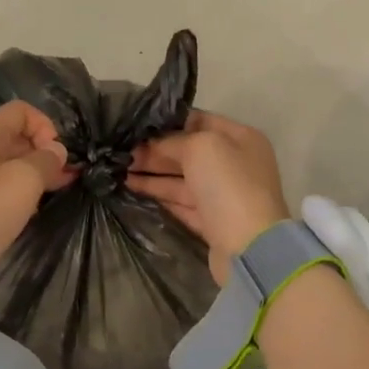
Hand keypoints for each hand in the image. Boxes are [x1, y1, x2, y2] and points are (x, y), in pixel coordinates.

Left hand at [0, 100, 72, 265]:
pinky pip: (2, 186)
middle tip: (66, 175)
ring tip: (59, 189)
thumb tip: (56, 151)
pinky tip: (36, 206)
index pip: (21, 111)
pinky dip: (21, 190)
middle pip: (17, 137)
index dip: (45, 126)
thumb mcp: (25, 179)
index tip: (56, 153)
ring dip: (36, 173)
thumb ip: (46, 160)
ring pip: (11, 163)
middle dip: (44, 152)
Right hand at [127, 111, 288, 282]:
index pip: (200, 121)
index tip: (138, 127)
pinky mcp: (213, 222)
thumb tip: (153, 144)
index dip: (169, 123)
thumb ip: (174, 140)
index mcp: (241, 138)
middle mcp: (235, 164)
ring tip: (120, 171)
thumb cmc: (228, 185)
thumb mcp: (200, 147)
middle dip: (156, 151)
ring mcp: (224, 195)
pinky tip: (134, 188)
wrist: (249, 247)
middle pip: (189, 152)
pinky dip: (160, 195)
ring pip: (182, 179)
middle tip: (122, 153)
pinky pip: (182, 203)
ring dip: (152, 174)